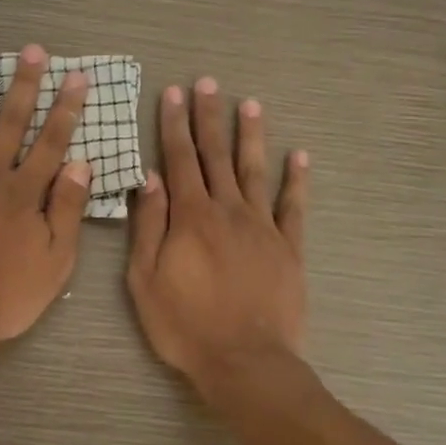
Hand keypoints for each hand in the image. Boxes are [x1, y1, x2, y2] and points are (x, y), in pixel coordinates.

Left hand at [0, 44, 91, 354]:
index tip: (76, 76)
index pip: (52, 142)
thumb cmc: (6, 294)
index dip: (66, 108)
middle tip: (31, 50)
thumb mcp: (56, 261)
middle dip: (23, 84)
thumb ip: (68, 210)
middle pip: (9, 123)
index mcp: (24, 192)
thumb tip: (81, 164)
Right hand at [127, 77, 309, 395]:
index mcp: (191, 217)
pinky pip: (294, 206)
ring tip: (249, 104)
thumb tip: (151, 179)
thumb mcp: (146, 279)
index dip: (175, 125)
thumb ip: (149, 226)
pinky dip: (297, 179)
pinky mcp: (290, 248)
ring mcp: (263, 227)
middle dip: (210, 117)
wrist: (245, 361)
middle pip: (216, 156)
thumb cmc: (185, 325)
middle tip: (208, 83)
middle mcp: (228, 211)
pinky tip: (299, 156)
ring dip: (250, 136)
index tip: (173, 94)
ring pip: (255, 171)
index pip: (179, 160)